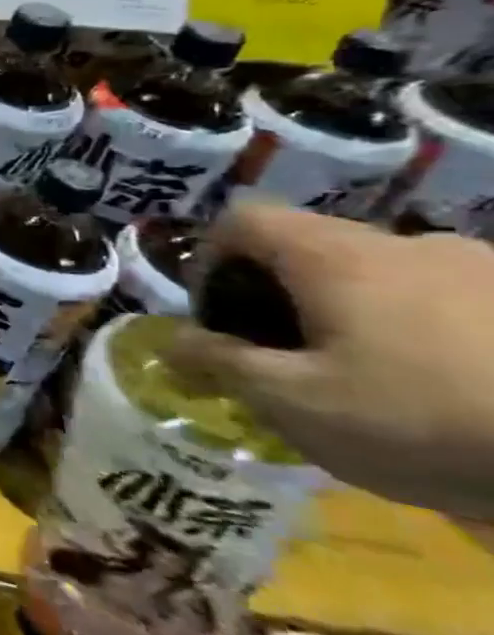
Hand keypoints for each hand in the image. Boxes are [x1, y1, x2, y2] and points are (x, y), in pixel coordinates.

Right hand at [167, 200, 493, 520]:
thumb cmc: (425, 415)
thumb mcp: (294, 402)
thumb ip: (220, 363)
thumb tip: (172, 342)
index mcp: (334, 256)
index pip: (242, 219)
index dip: (211, 259)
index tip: (218, 316)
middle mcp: (405, 243)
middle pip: (311, 250)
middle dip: (282, 299)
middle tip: (285, 361)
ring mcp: (485, 269)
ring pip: (384, 279)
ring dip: (357, 317)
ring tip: (371, 383)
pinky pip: (452, 304)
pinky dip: (425, 334)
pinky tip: (447, 390)